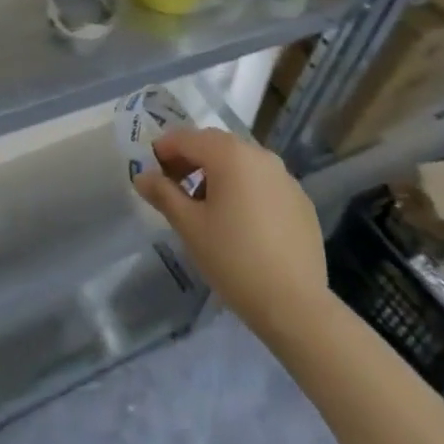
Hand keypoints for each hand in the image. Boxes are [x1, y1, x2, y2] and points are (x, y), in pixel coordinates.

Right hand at [133, 129, 328, 335]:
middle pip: (215, 145)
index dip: (164, 150)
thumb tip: (142, 176)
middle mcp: (260, 154)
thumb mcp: (189, 226)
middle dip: (191, 160)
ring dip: (218, 174)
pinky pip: (263, 183)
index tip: (151, 173)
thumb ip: (163, 194)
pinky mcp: (300, 200)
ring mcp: (285, 176)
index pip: (186, 138)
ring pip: (241, 162)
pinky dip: (245, 190)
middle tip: (174, 187)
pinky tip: (241, 223)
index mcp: (230, 154)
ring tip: (206, 208)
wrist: (295, 305)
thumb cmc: (233, 259)